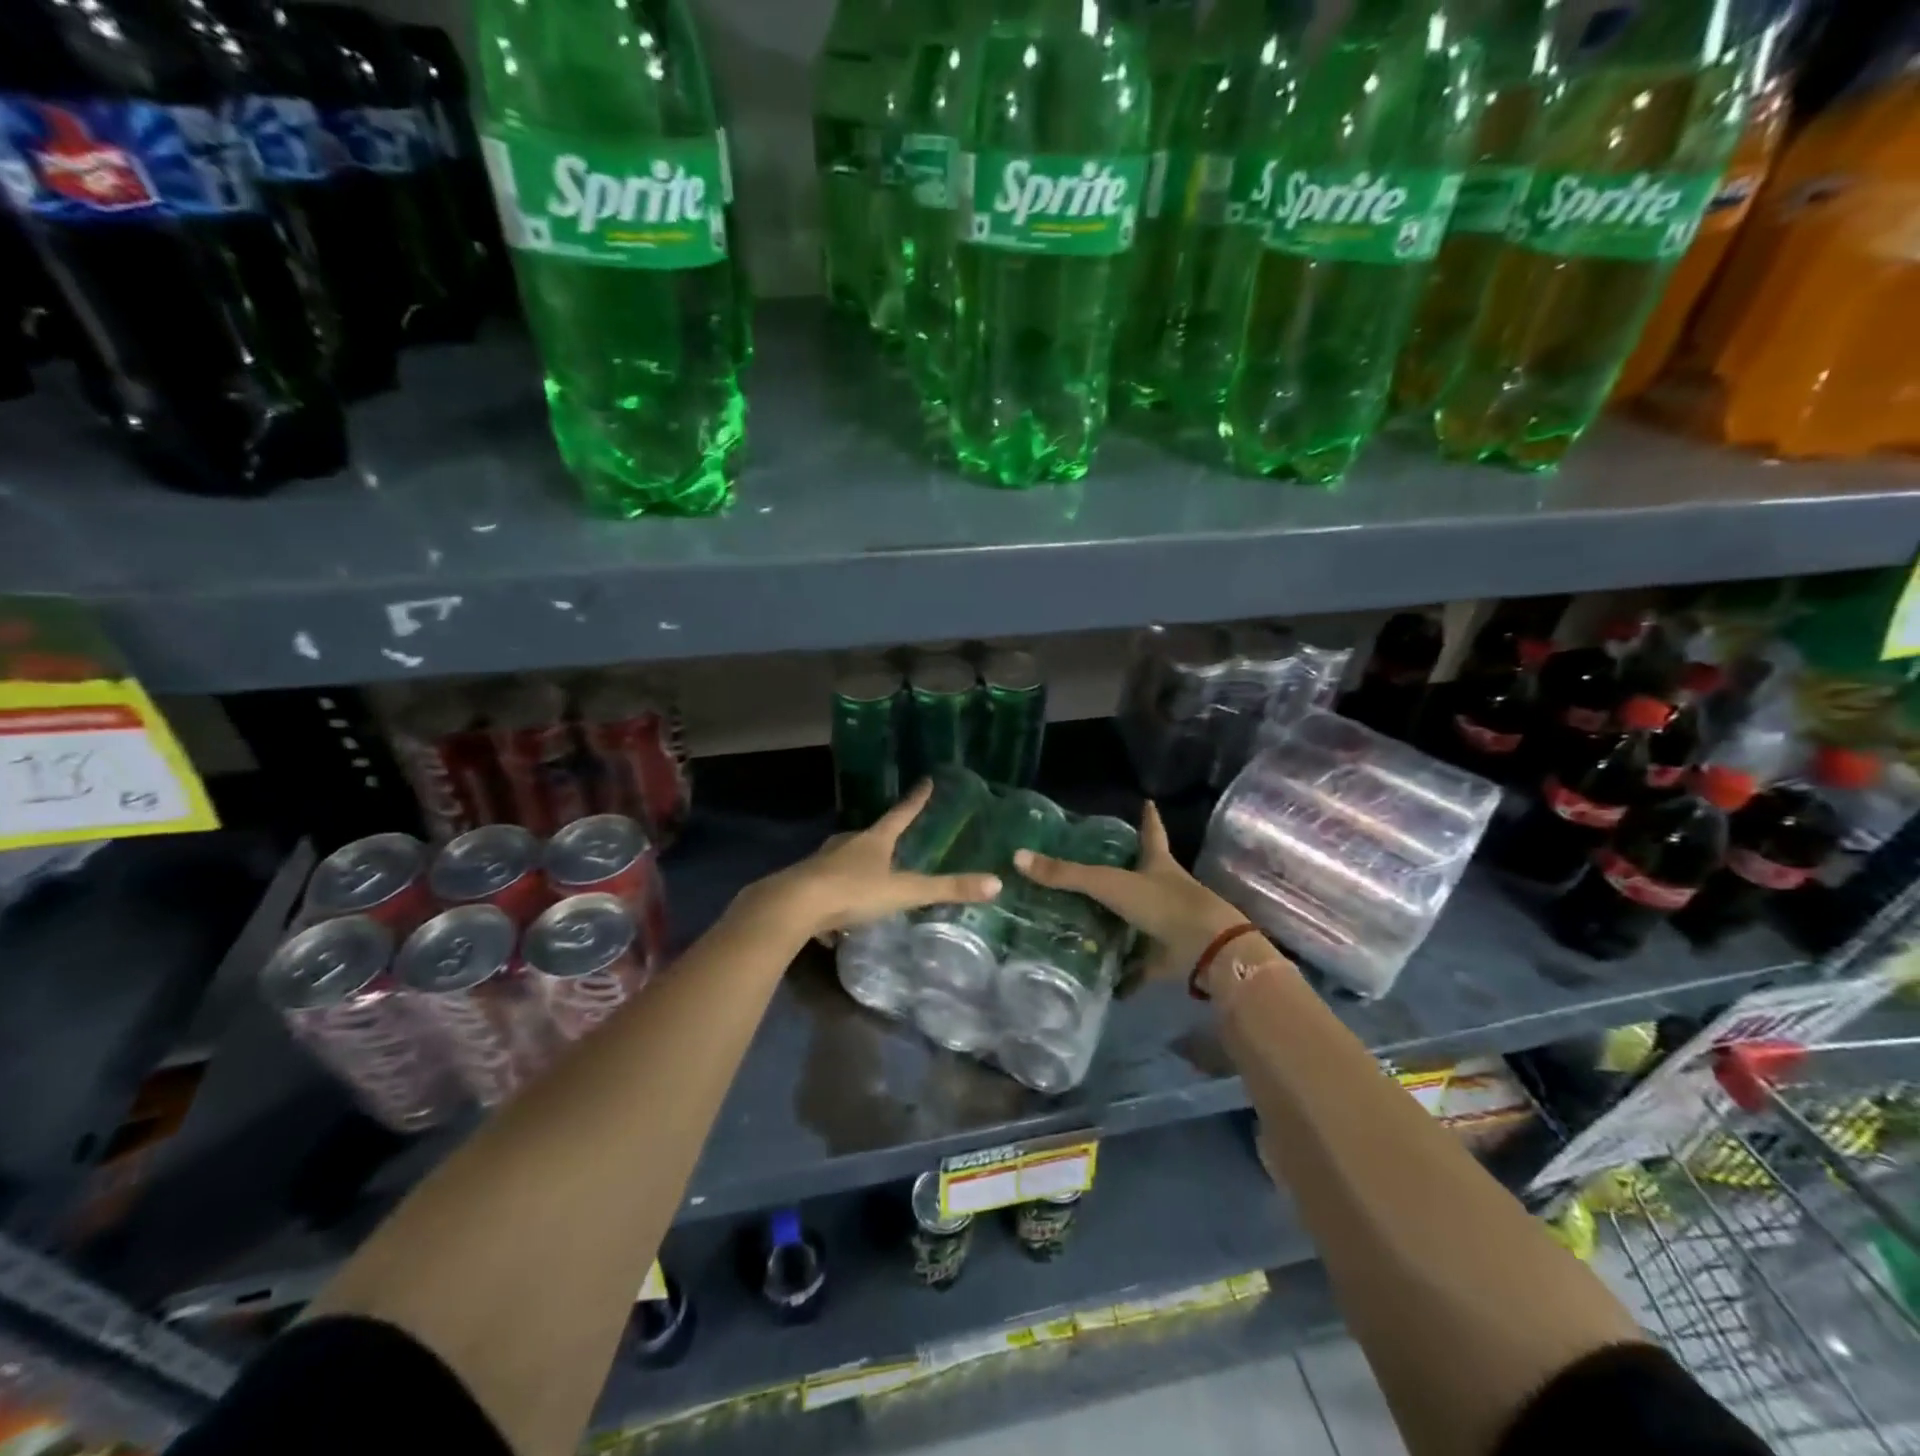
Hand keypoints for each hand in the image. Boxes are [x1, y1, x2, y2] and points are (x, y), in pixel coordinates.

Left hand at [745, 780, 1002, 940]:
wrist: (792, 907)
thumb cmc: (852, 892)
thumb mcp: (904, 892)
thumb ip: (946, 889)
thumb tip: (995, 883)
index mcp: (873, 841)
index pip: (900, 814)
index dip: (915, 800)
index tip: (925, 781)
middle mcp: (846, 845)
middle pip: (868, 837)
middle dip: (880, 840)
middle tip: (893, 846)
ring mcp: (821, 864)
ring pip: (842, 863)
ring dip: (854, 872)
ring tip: (866, 888)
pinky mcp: (803, 886)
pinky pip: (824, 892)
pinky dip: (833, 906)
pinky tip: (834, 929)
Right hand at [1013, 802, 1261, 983]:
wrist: (1206, 950)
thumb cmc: (1162, 904)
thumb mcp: (1109, 883)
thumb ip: (1066, 874)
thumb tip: (1018, 857)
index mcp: (1157, 864)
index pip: (1151, 833)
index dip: (1148, 817)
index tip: (1147, 802)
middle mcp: (1164, 890)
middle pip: (1142, 876)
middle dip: (1124, 873)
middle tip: (1094, 868)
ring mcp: (1167, 924)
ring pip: (1137, 921)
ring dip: (1117, 924)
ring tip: (1083, 923)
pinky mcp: (1166, 957)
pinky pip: (1138, 966)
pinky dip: (1123, 975)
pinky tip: (1102, 983)